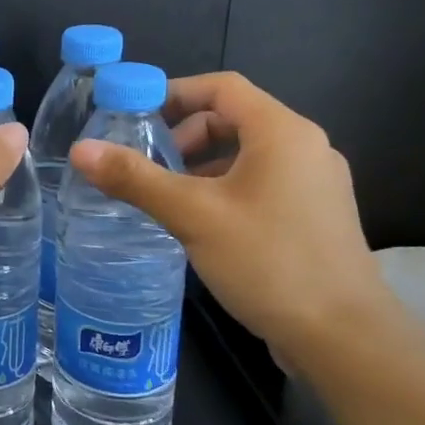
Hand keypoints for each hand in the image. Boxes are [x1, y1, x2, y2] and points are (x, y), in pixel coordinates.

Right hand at [68, 72, 391, 359]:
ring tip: (165, 196)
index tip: (132, 115)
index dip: (173, 92)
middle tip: (146, 163)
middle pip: (233, 118)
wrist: (344, 338)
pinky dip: (223, 188)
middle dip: (183, 134)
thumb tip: (80, 150)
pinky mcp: (314, 215)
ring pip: (246, 154)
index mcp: (282, 133)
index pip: (222, 87)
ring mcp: (315, 184)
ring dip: (200, 165)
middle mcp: (305, 148)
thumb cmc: (269, 261)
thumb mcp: (192, 215)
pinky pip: (260, 182)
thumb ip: (135, 178)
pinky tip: (200, 223)